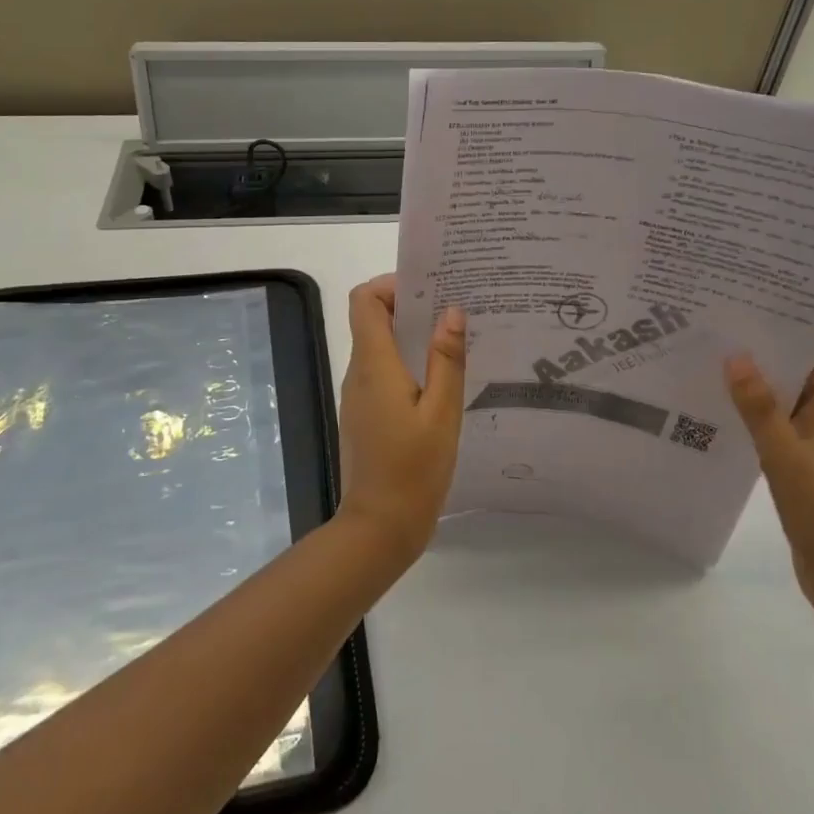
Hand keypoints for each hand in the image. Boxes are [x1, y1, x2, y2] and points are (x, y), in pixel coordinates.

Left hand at [338, 275, 466, 564]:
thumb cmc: (413, 469)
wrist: (379, 527)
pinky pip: (382, 374)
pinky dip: (407, 364)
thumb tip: (451, 310)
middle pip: (371, 320)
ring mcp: (358, 396)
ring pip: (378, 348)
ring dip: (410, 336)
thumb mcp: (442, 413)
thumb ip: (447, 360)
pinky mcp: (364, 416)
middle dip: (409, 306)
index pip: (365, 300)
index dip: (391, 285)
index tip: (429, 290)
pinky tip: (441, 382)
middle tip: (453, 310)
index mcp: (374, 365)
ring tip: (454, 342)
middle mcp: (358, 373)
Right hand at [725, 341, 813, 622]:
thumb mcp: (787, 458)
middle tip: (721, 333)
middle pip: (805, 376)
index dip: (796, 330)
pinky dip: (758, 419)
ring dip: (760, 388)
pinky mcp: (808, 471)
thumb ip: (760, 409)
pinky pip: (781, 432)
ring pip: (790, 405)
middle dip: (768, 355)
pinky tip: (723, 415)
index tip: (755, 310)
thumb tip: (736, 357)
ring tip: (713, 365)